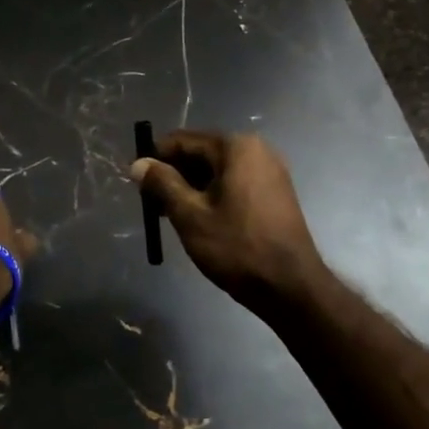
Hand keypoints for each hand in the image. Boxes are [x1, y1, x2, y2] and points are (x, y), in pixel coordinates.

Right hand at [130, 130, 325, 313]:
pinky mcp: (276, 192)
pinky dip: (213, 195)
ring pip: (217, 170)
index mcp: (236, 147)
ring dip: (192, 187)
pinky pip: (235, 183)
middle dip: (174, 175)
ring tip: (172, 215)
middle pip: (201, 153)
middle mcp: (256, 149)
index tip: (136, 181)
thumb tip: (139, 163)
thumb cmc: (237, 247)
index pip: (183, 140)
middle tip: (152, 204)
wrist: (292, 287)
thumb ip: (162, 184)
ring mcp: (270, 171)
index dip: (155, 158)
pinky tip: (200, 219)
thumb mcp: (190, 215)